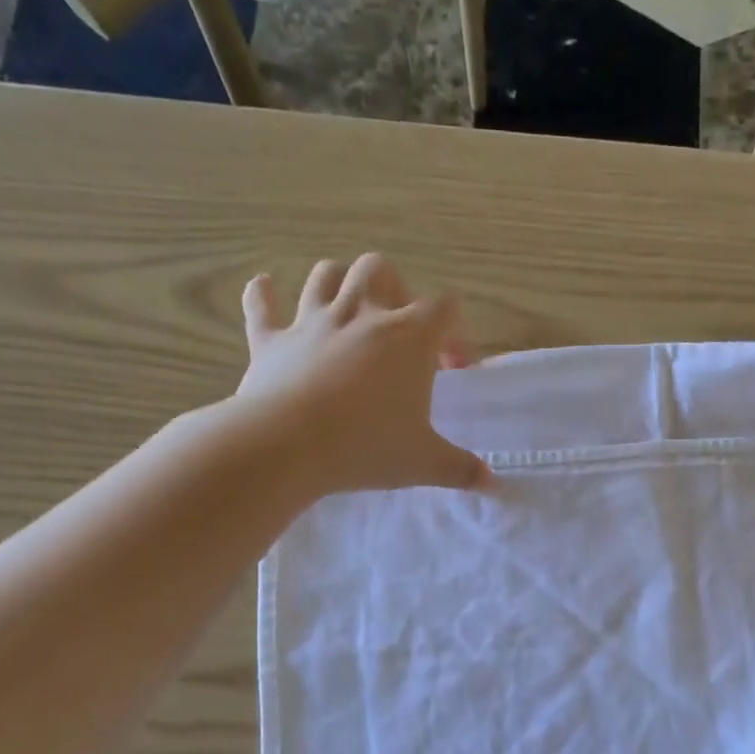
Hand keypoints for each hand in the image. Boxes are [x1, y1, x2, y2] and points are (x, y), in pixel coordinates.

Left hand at [235, 253, 489, 495]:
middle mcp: (361, 315)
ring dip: (338, 282)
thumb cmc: (368, 446)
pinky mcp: (271, 340)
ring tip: (347, 306)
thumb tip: (492, 483)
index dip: (454, 332)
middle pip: (380, 270)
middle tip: (399, 327)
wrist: (288, 446)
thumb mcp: (425, 462)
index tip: (452, 369)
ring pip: (326, 274)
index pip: (444, 309)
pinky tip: (265, 288)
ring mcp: (312, 322)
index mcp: (408, 338)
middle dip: (394, 288)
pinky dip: (263, 295)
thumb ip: (461, 469)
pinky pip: (261, 305)